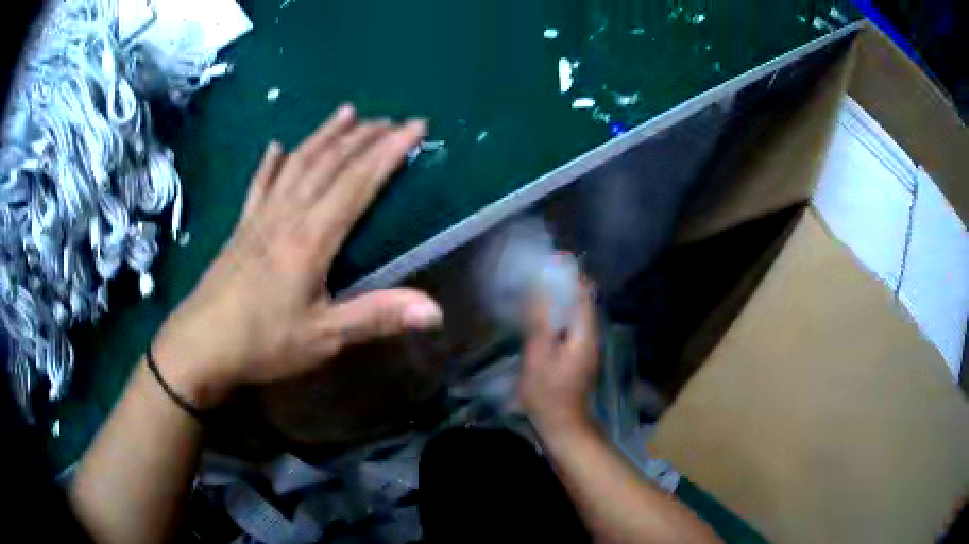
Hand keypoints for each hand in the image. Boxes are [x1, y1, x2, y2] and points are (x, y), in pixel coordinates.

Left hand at [152, 105, 442, 408]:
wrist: (200, 345)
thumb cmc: (262, 342)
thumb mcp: (323, 338)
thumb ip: (377, 317)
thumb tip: (436, 311)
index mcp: (310, 238)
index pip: (357, 182)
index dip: (389, 151)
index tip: (416, 126)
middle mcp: (286, 215)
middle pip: (329, 163)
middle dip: (364, 136)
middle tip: (391, 118)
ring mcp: (260, 217)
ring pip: (297, 163)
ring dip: (324, 135)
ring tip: (346, 112)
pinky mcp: (241, 227)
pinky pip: (259, 185)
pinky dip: (271, 163)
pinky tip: (276, 146)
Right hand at [519, 279, 598, 434]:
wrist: (562, 424)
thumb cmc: (548, 392)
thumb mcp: (539, 356)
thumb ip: (540, 322)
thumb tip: (539, 288)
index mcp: (585, 332)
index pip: (584, 292)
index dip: (569, 274)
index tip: (549, 261)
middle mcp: (591, 335)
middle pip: (581, 300)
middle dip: (562, 284)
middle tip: (536, 274)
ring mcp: (586, 346)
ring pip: (575, 313)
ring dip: (558, 300)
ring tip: (535, 290)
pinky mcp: (578, 355)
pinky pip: (570, 326)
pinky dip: (557, 316)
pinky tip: (540, 318)